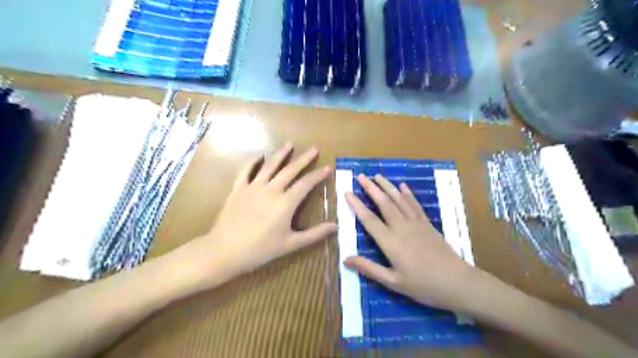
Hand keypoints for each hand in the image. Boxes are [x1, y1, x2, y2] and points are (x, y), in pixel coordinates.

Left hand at [200, 144, 338, 277]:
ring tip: (289, 144)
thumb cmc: (261, 250)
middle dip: (304, 159)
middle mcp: (271, 189)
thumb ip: (315, 234)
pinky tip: (259, 156)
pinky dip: (253, 162)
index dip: (318, 175)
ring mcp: (253, 187)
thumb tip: (336, 227)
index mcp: (286, 203)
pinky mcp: (238, 189)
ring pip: (270, 166)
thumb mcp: (291, 244)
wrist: (225, 251)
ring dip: (281, 154)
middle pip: (290, 170)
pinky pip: (246, 171)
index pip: (306, 184)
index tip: (328, 168)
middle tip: (314, 149)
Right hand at [344, 174, 477, 311]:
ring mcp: (416, 223)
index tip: (347, 192)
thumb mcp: (393, 282)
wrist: (457, 282)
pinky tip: (403, 186)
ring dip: (387, 186)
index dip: (356, 205)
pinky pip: (415, 205)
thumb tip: (345, 260)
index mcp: (391, 242)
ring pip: (399, 200)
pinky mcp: (427, 224)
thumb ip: (369, 269)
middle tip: (361, 176)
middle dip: (371, 188)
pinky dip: (408, 194)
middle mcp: (402, 227)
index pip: (369, 219)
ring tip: (377, 176)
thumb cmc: (423, 285)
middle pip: (384, 203)